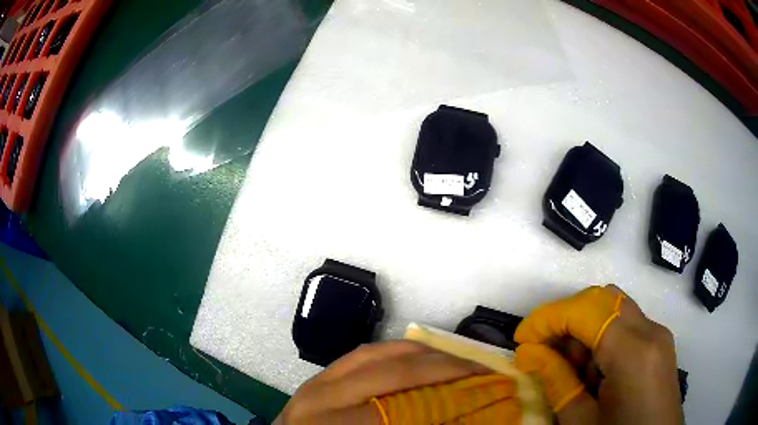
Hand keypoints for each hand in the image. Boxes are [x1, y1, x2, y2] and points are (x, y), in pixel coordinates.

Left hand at [274, 341, 489, 424]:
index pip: (402, 409)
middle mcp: (324, 396)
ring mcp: (319, 380)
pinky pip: (364, 353)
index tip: (483, 396)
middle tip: (482, 372)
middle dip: (445, 369)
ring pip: (379, 353)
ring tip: (457, 360)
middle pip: (394, 372)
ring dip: (424, 353)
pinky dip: (397, 351)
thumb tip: (453, 420)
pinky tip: (418, 357)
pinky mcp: (320, 374)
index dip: (448, 402)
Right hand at [514, 285, 682, 424]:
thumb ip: (557, 382)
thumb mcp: (581, 421)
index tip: (522, 339)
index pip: (587, 311)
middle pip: (603, 298)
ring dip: (585, 328)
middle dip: (567, 318)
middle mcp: (651, 330)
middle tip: (544, 350)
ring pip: (614, 307)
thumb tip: (530, 352)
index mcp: (634, 352)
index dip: (548, 318)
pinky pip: (626, 323)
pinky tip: (593, 370)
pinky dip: (602, 336)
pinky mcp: (659, 342)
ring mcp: (658, 333)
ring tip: (570, 367)